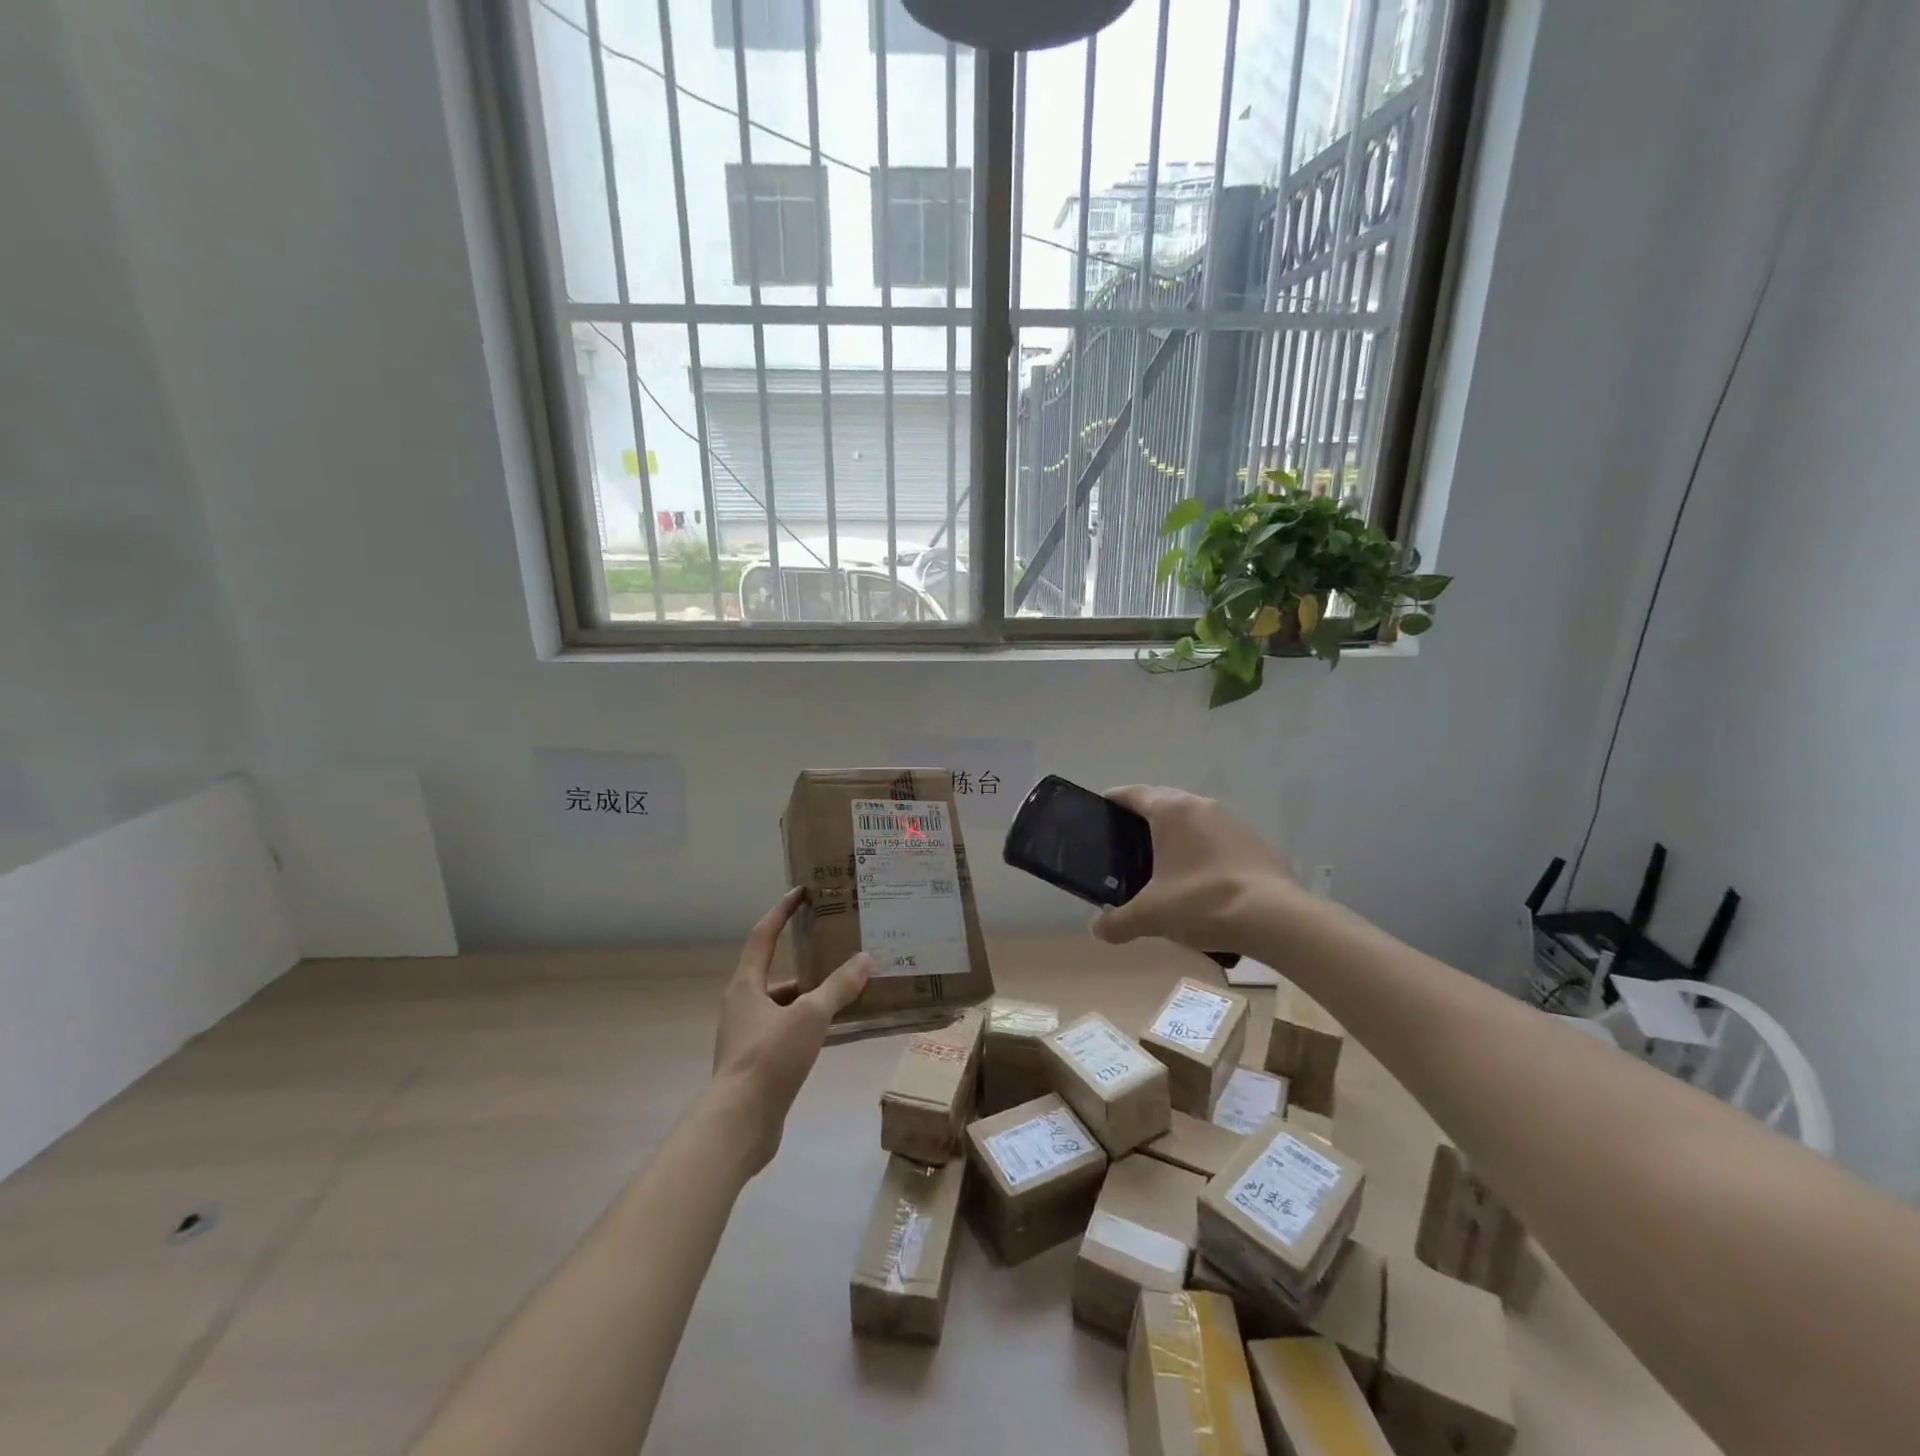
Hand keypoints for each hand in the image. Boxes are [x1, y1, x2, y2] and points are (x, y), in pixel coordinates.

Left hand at [711, 888, 870, 1173]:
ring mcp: (748, 1037)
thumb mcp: (809, 1016)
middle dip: (807, 962)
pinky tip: (836, 1031)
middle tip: (839, 950)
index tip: (802, 892)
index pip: (763, 935)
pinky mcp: (757, 1064)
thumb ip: (837, 988)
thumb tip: (864, 959)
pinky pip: (788, 1032)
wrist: (738, 1125)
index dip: (782, 911)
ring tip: (848, 991)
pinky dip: (810, 1026)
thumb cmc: (769, 1058)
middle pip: (776, 973)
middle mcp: (743, 1006)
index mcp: (746, 986)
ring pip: (784, 1005)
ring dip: (812, 997)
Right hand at [1090, 786, 1300, 950]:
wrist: (1275, 919)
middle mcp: (1201, 806)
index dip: (1114, 800)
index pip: (1134, 794)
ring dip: (1176, 833)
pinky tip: (1197, 878)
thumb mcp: (1151, 916)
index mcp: (1171, 811)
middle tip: (1125, 843)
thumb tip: (1097, 930)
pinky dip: (1201, 849)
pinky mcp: (1254, 842)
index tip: (1099, 811)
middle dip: (1143, 817)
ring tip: (1161, 862)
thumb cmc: (1202, 902)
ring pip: (1193, 819)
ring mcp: (1232, 822)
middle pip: (1163, 801)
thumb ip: (1118, 921)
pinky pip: (1216, 837)